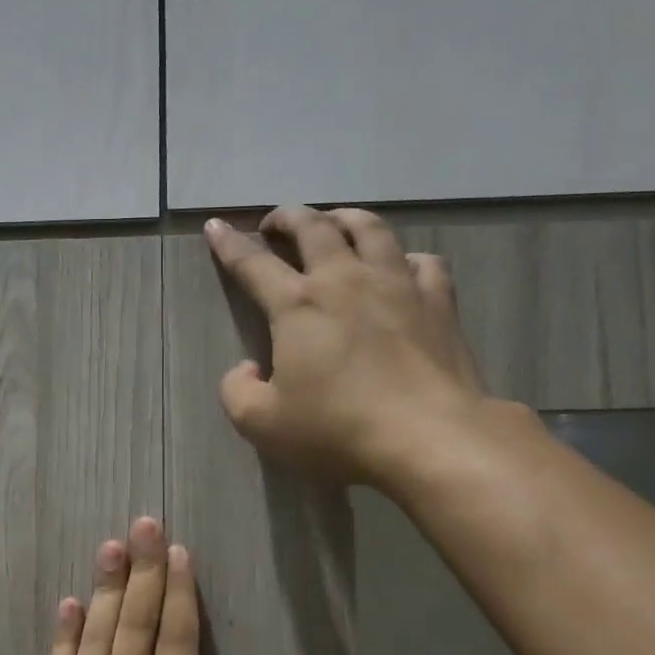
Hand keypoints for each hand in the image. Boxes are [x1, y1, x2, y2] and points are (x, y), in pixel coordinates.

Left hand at [6, 518, 299, 654]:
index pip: (178, 641)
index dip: (179, 592)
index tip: (177, 551)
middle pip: (137, 623)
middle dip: (142, 569)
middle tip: (142, 522)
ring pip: (97, 636)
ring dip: (106, 588)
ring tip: (110, 546)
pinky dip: (65, 633)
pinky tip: (69, 603)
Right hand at [204, 206, 490, 487]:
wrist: (428, 436)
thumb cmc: (338, 428)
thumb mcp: (262, 424)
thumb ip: (238, 392)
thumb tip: (246, 369)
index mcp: (298, 305)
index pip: (253, 264)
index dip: (230, 244)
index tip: (216, 226)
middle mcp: (345, 280)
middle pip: (314, 228)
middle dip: (289, 218)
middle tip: (276, 223)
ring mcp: (397, 285)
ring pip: (371, 229)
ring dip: (345, 219)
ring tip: (335, 224)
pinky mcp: (438, 301)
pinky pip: (423, 261)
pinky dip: (404, 257)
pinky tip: (401, 267)